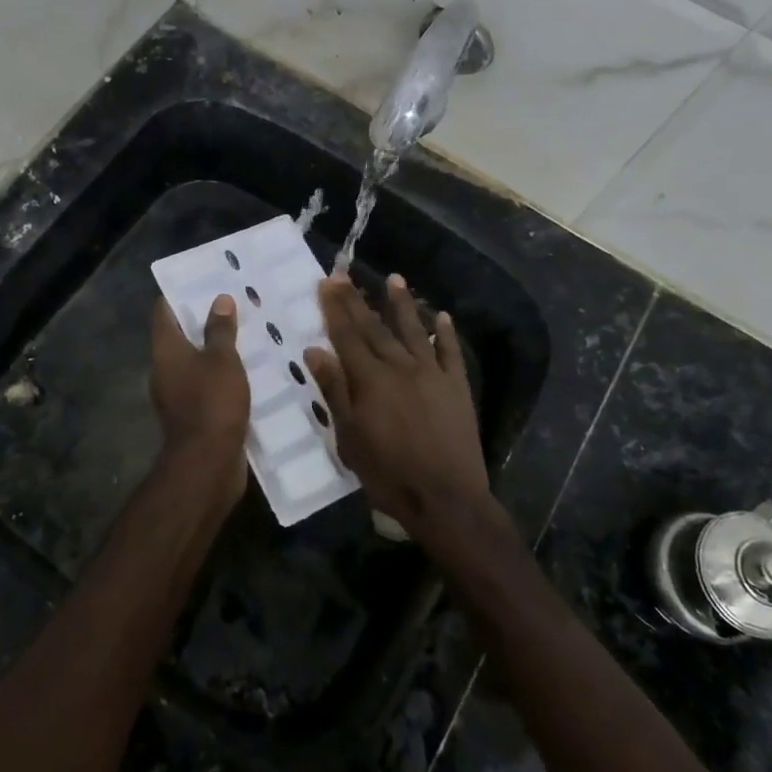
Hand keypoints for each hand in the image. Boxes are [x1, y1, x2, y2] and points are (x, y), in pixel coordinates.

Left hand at [149, 294, 250, 516]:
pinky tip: (250, 369)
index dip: (180, 294)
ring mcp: (179, 395)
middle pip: (181, 336)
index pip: (164, 312)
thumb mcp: (222, 360)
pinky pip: (208, 386)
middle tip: (235, 302)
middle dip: (205, 320)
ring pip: (197, 362)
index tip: (203, 279)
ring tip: (248, 332)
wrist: (207, 464)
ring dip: (217, 350)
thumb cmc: (212, 402)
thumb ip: (221, 330)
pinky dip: (224, 375)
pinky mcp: (195, 415)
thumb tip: (219, 299)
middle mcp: (166, 370)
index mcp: (165, 351)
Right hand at [304, 275, 491, 538]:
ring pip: (414, 330)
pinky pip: (450, 352)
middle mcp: (400, 367)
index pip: (347, 335)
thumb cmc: (388, 473)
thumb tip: (314, 351)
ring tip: (394, 278)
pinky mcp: (456, 386)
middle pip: (375, 327)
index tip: (326, 282)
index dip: (335, 308)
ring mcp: (432, 374)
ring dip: (402, 304)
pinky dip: (446, 333)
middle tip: (345, 274)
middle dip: (357, 300)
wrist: (446, 498)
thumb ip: (334, 391)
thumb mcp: (349, 438)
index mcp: (370, 380)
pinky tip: (442, 316)